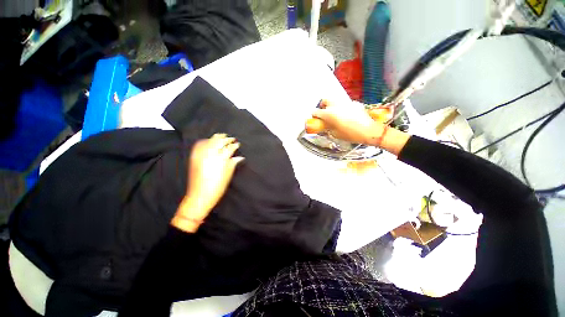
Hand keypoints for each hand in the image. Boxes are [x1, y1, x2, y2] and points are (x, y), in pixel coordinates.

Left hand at [172, 134, 244, 232]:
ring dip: (217, 137)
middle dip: (226, 139)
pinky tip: (209, 141)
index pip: (229, 148)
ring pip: (210, 140)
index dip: (234, 145)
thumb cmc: (217, 187)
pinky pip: (199, 144)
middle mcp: (210, 154)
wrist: (199, 196)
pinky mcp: (194, 157)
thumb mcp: (228, 175)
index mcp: (221, 159)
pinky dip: (205, 141)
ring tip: (222, 136)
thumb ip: (233, 163)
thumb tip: (239, 157)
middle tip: (231, 138)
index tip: (237, 144)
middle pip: (220, 141)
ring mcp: (201, 154)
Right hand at [313, 100, 385, 145]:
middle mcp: (336, 106)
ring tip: (334, 113)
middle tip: (323, 111)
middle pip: (325, 100)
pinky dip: (342, 107)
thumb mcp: (335, 134)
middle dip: (322, 105)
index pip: (316, 112)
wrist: (368, 131)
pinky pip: (345, 103)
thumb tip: (326, 127)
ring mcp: (345, 103)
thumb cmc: (350, 134)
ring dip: (332, 105)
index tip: (315, 117)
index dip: (314, 115)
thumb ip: (328, 128)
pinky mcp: (354, 103)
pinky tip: (345, 114)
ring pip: (335, 100)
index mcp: (329, 114)